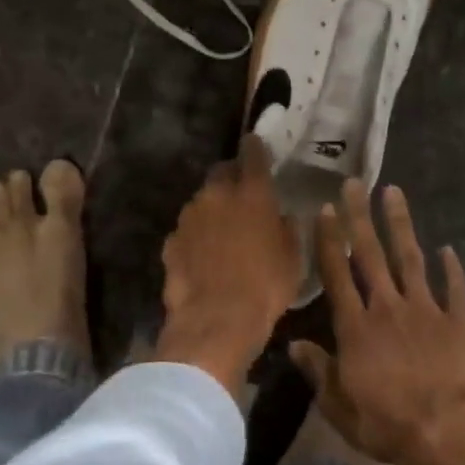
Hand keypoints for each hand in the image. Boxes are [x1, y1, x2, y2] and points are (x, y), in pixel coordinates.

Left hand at [155, 135, 301, 397]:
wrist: (216, 321)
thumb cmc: (265, 286)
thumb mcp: (293, 258)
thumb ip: (288, 228)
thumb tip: (284, 216)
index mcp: (252, 194)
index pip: (252, 154)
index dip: (255, 147)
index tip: (256, 143)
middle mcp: (217, 195)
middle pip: (221, 172)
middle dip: (231, 176)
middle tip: (243, 193)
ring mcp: (189, 217)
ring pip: (202, 201)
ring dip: (213, 209)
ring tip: (223, 232)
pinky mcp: (171, 241)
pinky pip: (187, 230)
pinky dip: (196, 236)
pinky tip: (204, 256)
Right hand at [291, 180, 464, 464]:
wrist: (450, 432)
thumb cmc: (388, 424)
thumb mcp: (340, 406)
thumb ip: (318, 372)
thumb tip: (293, 345)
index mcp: (356, 327)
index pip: (337, 274)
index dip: (329, 240)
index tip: (325, 209)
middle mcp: (388, 308)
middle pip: (371, 254)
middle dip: (360, 217)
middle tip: (355, 183)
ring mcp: (426, 311)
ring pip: (410, 259)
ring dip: (401, 225)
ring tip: (394, 192)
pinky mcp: (458, 323)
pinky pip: (454, 289)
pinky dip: (451, 269)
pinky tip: (448, 249)